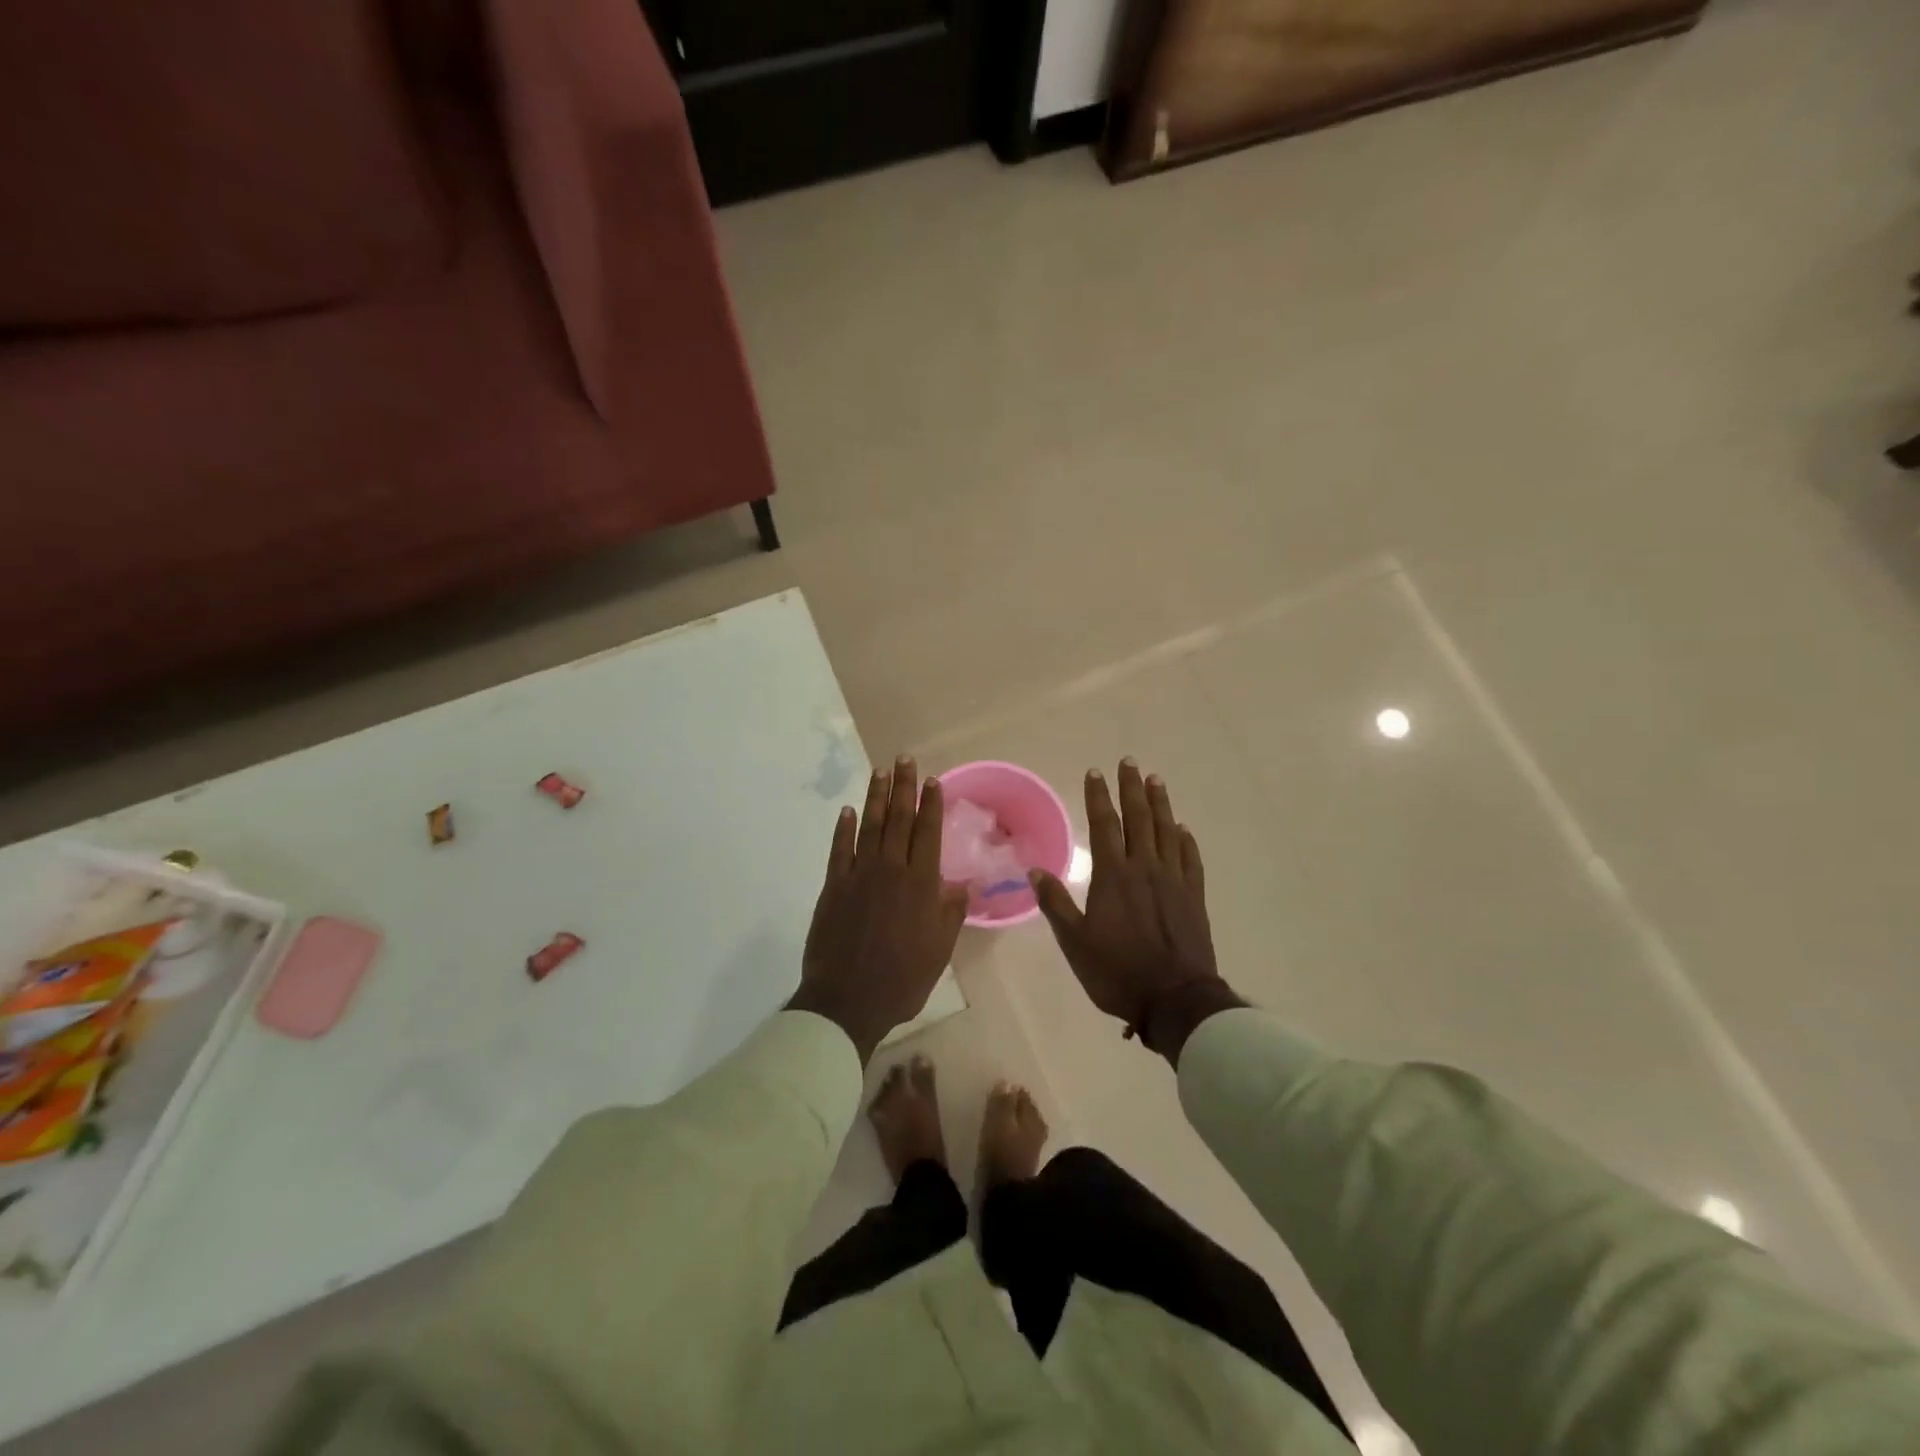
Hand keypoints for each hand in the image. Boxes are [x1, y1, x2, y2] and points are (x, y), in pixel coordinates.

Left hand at [788, 757, 967, 1063]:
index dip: (931, 805)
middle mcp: (891, 870)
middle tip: (904, 759)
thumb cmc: (902, 979)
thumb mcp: (939, 950)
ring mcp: (859, 875)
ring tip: (880, 772)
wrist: (848, 1000)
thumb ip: (951, 912)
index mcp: (920, 884)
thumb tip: (966, 883)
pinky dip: (844, 828)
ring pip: (870, 827)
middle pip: (899, 820)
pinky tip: (847, 811)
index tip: (932, 780)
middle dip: (903, 787)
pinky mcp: (833, 886)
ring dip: (876, 798)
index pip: (927, 833)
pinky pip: (840, 849)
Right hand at [1029, 760, 1243, 1064]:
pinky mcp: (1194, 897)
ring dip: (1161, 804)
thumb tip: (1035, 871)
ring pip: (1167, 831)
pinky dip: (1185, 839)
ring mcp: (1174, 880)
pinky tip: (1182, 828)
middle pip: (1139, 818)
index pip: (1105, 824)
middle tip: (1129, 762)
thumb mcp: (1075, 942)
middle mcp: (1145, 868)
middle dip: (1131, 788)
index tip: (1095, 772)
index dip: (1099, 797)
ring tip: (1156, 780)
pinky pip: (1190, 859)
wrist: (1175, 999)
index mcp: (1114, 876)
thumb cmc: (1117, 971)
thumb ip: (1056, 904)